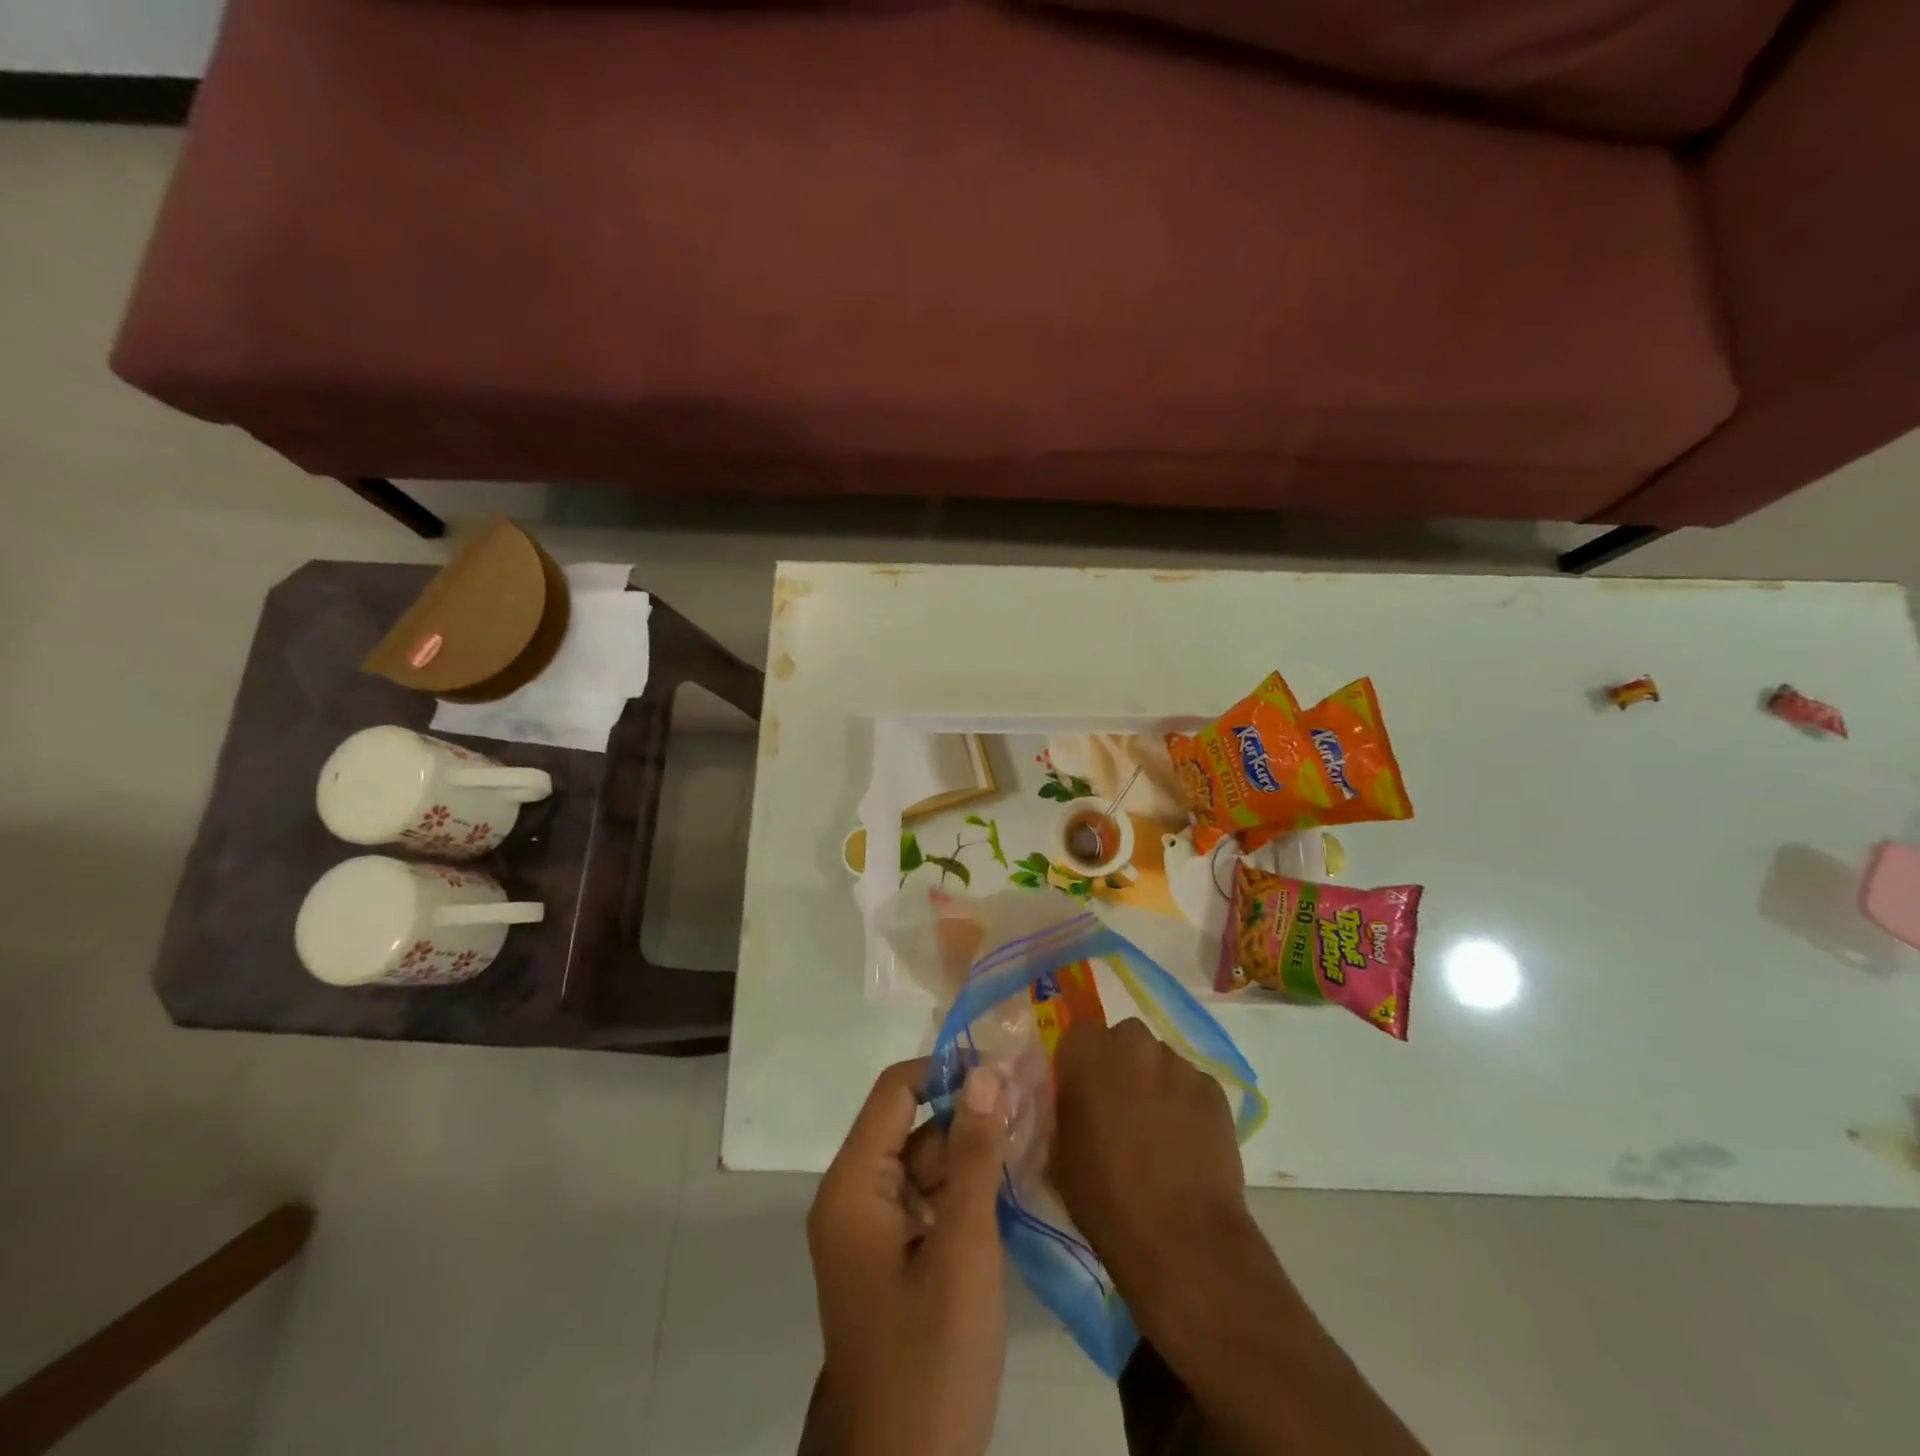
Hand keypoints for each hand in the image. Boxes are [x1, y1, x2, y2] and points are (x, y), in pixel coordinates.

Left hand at [805, 1058, 1009, 1455]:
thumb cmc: (931, 1357)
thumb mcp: (963, 1248)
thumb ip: (975, 1155)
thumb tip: (987, 1073)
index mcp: (854, 1185)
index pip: (895, 1091)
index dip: (945, 1070)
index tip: (1003, 1069)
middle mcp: (855, 1197)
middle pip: (912, 1126)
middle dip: (969, 1113)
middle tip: (1034, 1102)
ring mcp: (874, 1230)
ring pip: (925, 1163)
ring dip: (974, 1151)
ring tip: (1035, 1133)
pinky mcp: (894, 1258)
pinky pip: (930, 1200)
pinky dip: (967, 1189)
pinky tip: (1014, 1182)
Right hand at [1050, 1018, 1251, 1306]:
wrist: (1183, 1239)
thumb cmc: (1106, 1199)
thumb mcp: (1058, 1155)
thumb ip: (1062, 1113)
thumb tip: (1069, 1104)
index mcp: (1086, 1054)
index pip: (1075, 1037)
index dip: (1077, 1064)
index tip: (1079, 1095)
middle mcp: (1132, 1044)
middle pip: (1122, 1040)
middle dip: (1118, 1065)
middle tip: (1117, 1109)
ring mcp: (1178, 1064)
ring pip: (1158, 1061)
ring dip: (1153, 1083)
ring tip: (1157, 1131)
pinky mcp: (1214, 1089)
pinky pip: (1191, 1085)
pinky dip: (1185, 1104)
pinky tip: (1186, 1143)